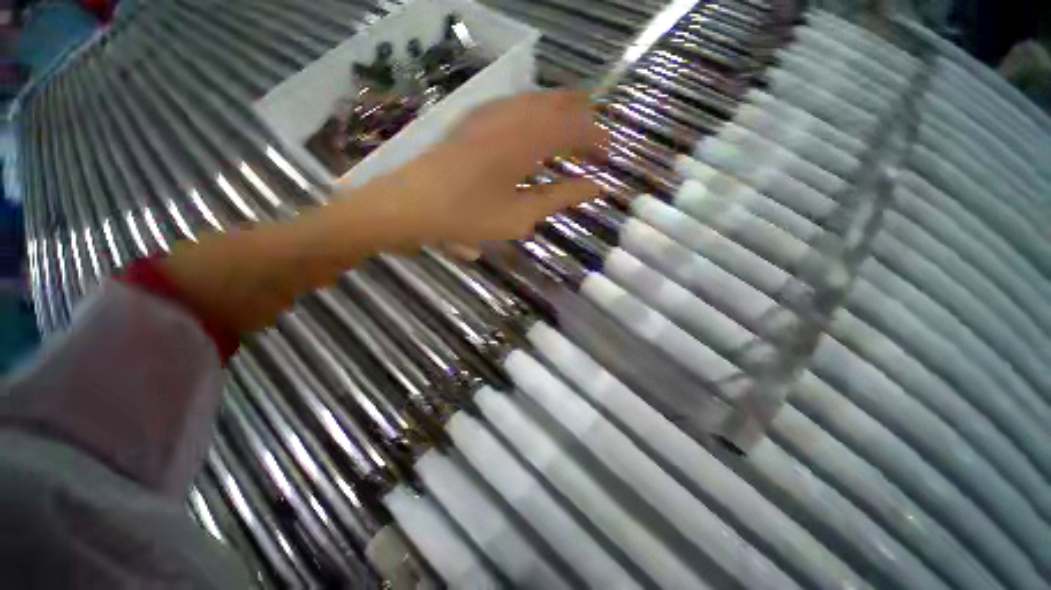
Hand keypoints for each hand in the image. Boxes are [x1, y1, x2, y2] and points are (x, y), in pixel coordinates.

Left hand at [335, 90, 608, 248]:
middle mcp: (512, 116)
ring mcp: (490, 113)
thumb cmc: (468, 216)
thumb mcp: (521, 215)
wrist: (411, 204)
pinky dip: (537, 116)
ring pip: (538, 100)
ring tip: (571, 138)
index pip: (576, 128)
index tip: (609, 154)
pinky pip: (517, 106)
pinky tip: (536, 133)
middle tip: (594, 144)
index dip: (597, 138)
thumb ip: (560, 198)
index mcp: (527, 140)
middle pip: (560, 104)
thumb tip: (595, 188)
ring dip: (560, 116)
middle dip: (583, 120)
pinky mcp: (475, 119)